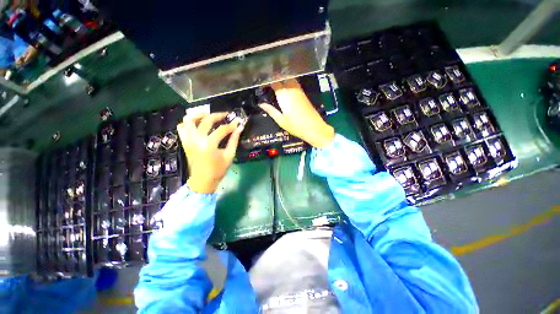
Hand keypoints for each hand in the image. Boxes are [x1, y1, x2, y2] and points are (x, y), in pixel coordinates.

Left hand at [177, 113, 243, 193]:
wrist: (202, 180)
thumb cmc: (218, 170)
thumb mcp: (229, 155)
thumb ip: (234, 140)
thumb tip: (240, 128)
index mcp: (209, 144)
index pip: (222, 129)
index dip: (232, 125)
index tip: (238, 122)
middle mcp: (196, 139)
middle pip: (206, 120)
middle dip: (218, 115)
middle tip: (226, 115)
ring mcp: (188, 140)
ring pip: (189, 120)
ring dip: (200, 115)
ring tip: (209, 116)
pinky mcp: (185, 142)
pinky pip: (182, 127)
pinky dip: (189, 123)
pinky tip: (198, 125)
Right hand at [259, 79, 334, 147]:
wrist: (314, 128)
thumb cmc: (295, 126)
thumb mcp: (280, 120)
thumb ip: (271, 110)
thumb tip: (261, 104)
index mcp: (284, 95)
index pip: (274, 82)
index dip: (268, 81)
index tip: (262, 84)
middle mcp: (291, 89)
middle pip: (283, 77)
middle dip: (275, 77)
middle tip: (269, 82)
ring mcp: (299, 91)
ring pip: (290, 79)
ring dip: (283, 79)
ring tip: (276, 84)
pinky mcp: (304, 94)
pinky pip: (295, 84)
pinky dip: (289, 83)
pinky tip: (286, 89)